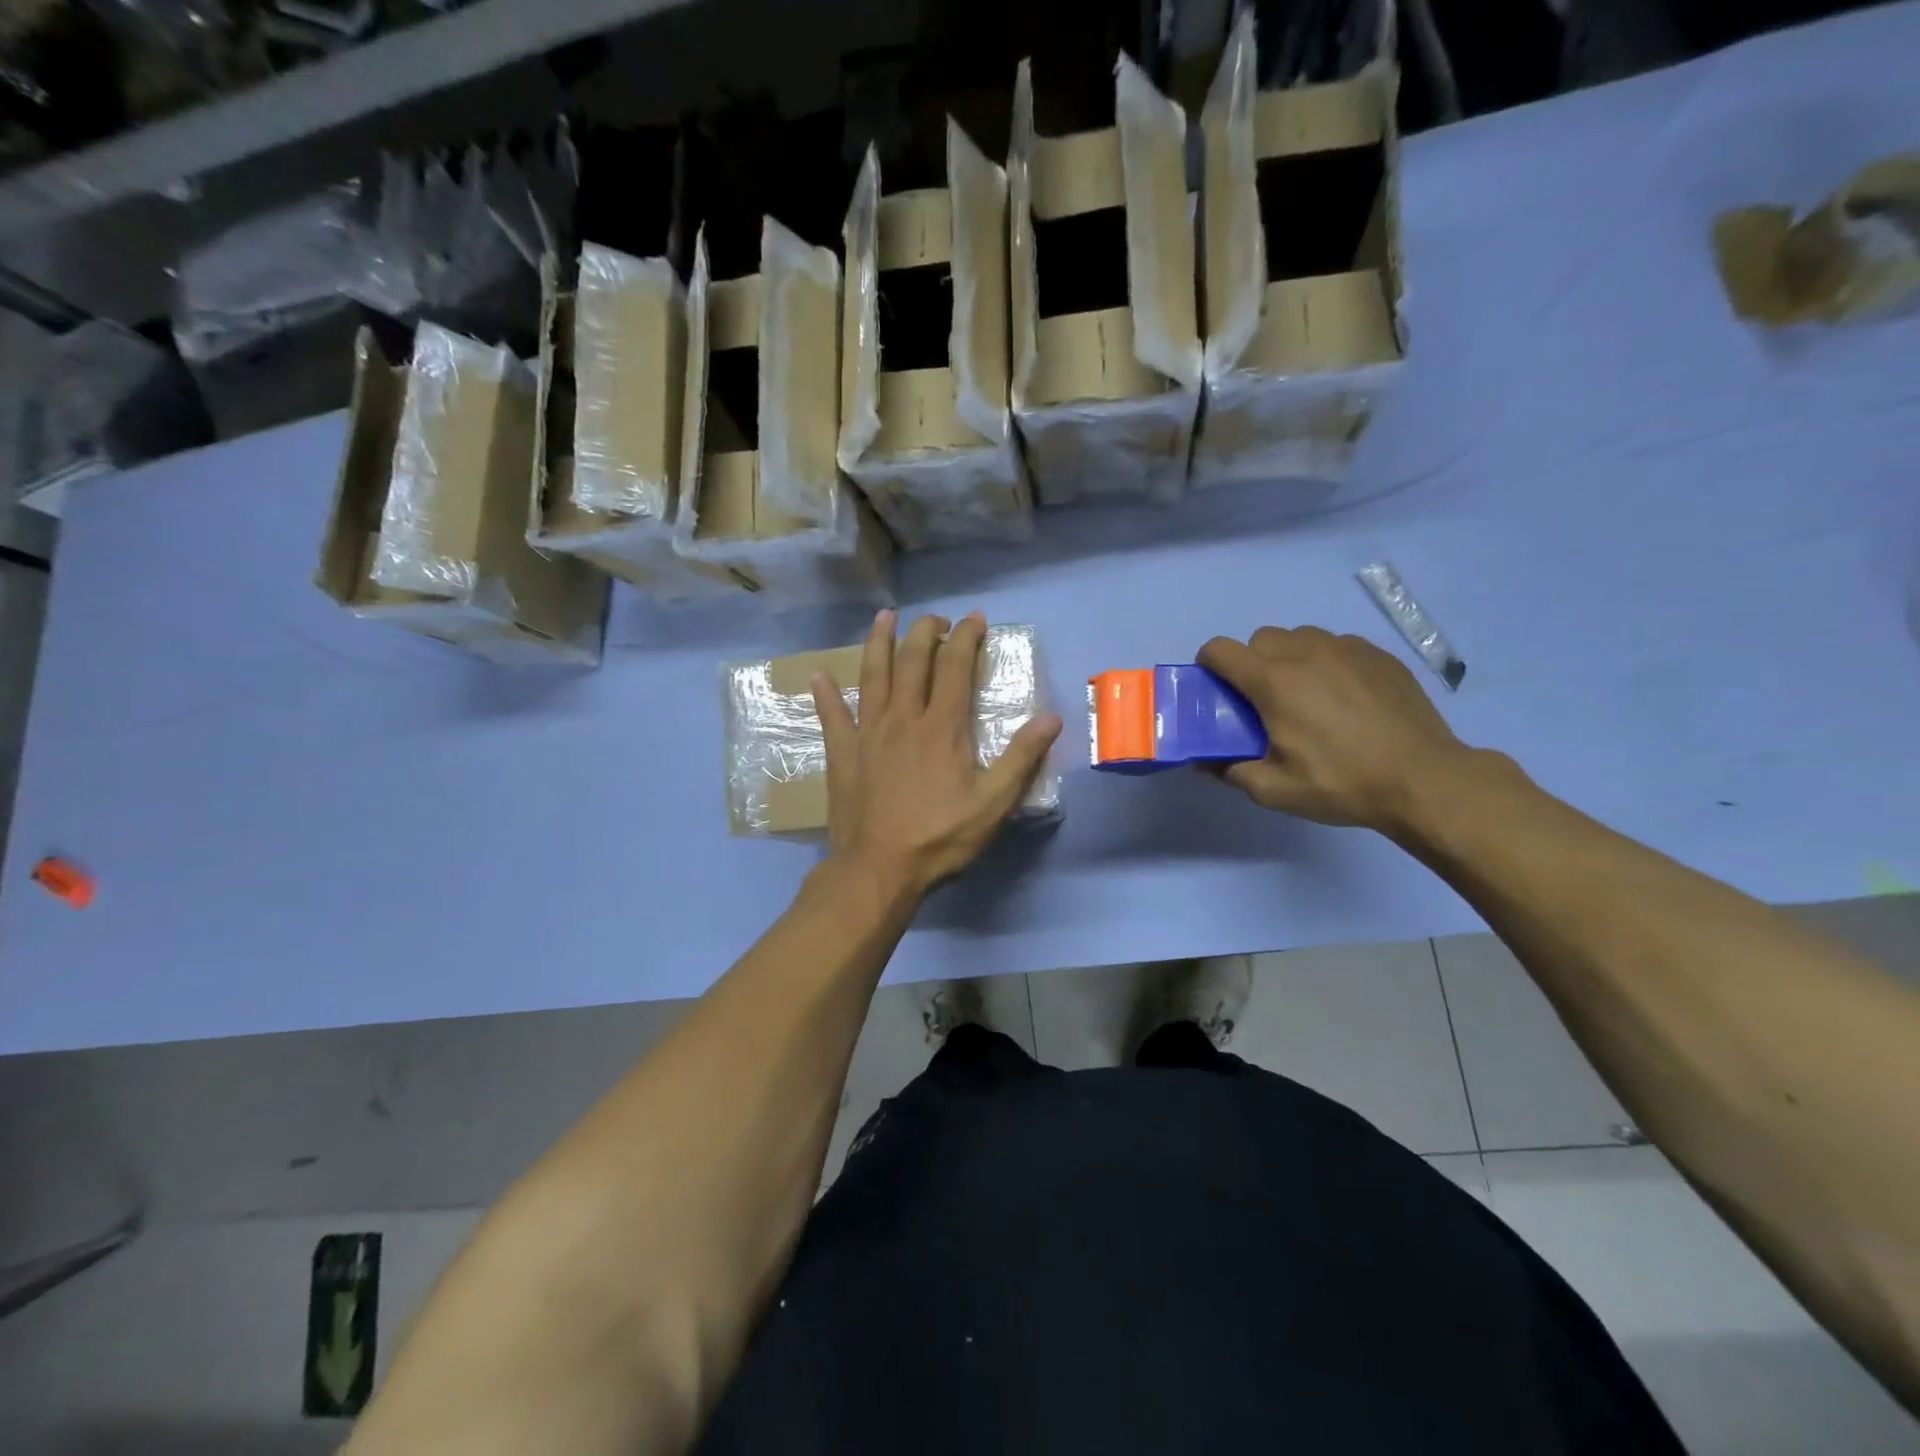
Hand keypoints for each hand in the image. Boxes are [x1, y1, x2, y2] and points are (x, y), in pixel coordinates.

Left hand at [814, 610, 1061, 901]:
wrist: (879, 869)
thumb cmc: (940, 838)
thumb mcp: (993, 804)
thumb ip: (1021, 758)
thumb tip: (1051, 717)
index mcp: (942, 727)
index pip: (955, 666)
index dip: (965, 637)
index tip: (975, 618)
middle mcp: (903, 718)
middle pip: (912, 661)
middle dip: (925, 631)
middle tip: (936, 618)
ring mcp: (867, 733)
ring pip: (872, 676)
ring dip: (878, 642)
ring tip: (884, 617)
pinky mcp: (842, 754)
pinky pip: (831, 716)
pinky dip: (825, 694)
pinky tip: (818, 676)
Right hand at [1197, 626, 1469, 833]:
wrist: (1424, 779)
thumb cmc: (1341, 783)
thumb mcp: (1275, 790)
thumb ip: (1230, 771)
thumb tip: (1202, 761)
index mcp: (1273, 681)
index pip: (1220, 649)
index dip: (1209, 665)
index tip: (1218, 690)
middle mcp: (1305, 652)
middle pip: (1261, 638)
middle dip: (1252, 662)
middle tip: (1265, 700)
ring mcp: (1346, 648)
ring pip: (1301, 637)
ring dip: (1290, 658)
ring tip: (1308, 695)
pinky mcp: (1378, 654)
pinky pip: (1337, 645)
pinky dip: (1328, 662)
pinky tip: (1345, 697)